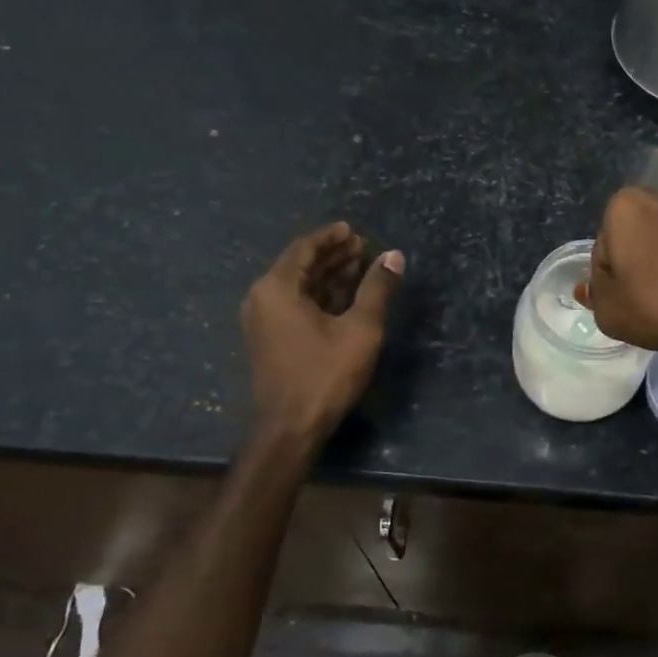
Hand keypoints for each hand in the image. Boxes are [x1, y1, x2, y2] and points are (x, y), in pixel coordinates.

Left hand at [242, 222, 403, 438]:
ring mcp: (264, 321)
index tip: (352, 230)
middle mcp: (263, 299)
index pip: (303, 248)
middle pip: (299, 266)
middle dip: (332, 255)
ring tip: (359, 267)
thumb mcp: (360, 328)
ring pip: (298, 287)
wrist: (291, 427)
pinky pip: (295, 305)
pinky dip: (320, 296)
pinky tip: (345, 297)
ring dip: (328, 275)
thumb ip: (377, 288)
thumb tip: (394, 256)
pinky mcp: (271, 340)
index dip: (330, 237)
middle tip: (362, 247)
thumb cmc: (325, 373)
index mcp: (277, 288)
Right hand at [583, 187, 657, 354]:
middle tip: (643, 298)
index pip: (604, 247)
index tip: (620, 299)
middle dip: (638, 260)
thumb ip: (595, 294)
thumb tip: (591, 287)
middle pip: (639, 234)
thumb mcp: (609, 311)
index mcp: (625, 206)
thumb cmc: (655, 303)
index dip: (608, 278)